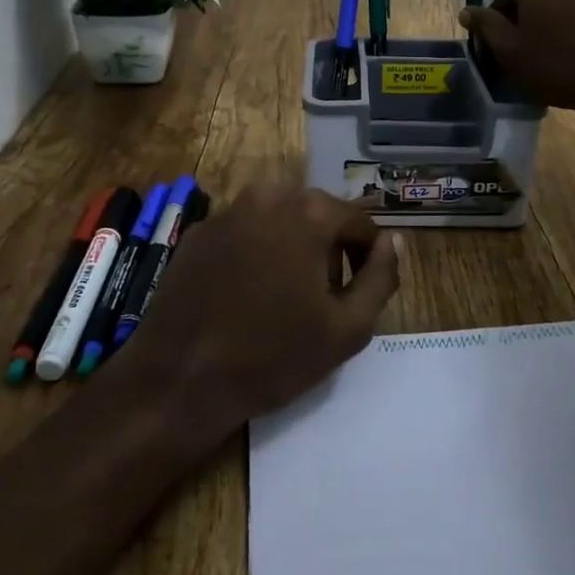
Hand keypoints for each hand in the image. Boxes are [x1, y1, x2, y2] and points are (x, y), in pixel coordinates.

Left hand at [111, 186, 402, 438]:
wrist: (180, 378)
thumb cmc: (273, 356)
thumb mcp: (348, 328)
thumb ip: (382, 278)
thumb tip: (393, 242)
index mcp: (309, 213)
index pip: (360, 222)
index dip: (368, 258)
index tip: (359, 294)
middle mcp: (268, 197)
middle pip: (318, 214)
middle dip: (330, 248)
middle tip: (324, 298)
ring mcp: (228, 212)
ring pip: (279, 219)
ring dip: (293, 246)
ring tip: (284, 296)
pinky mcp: (198, 232)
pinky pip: (244, 231)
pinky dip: (256, 251)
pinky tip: (245, 294)